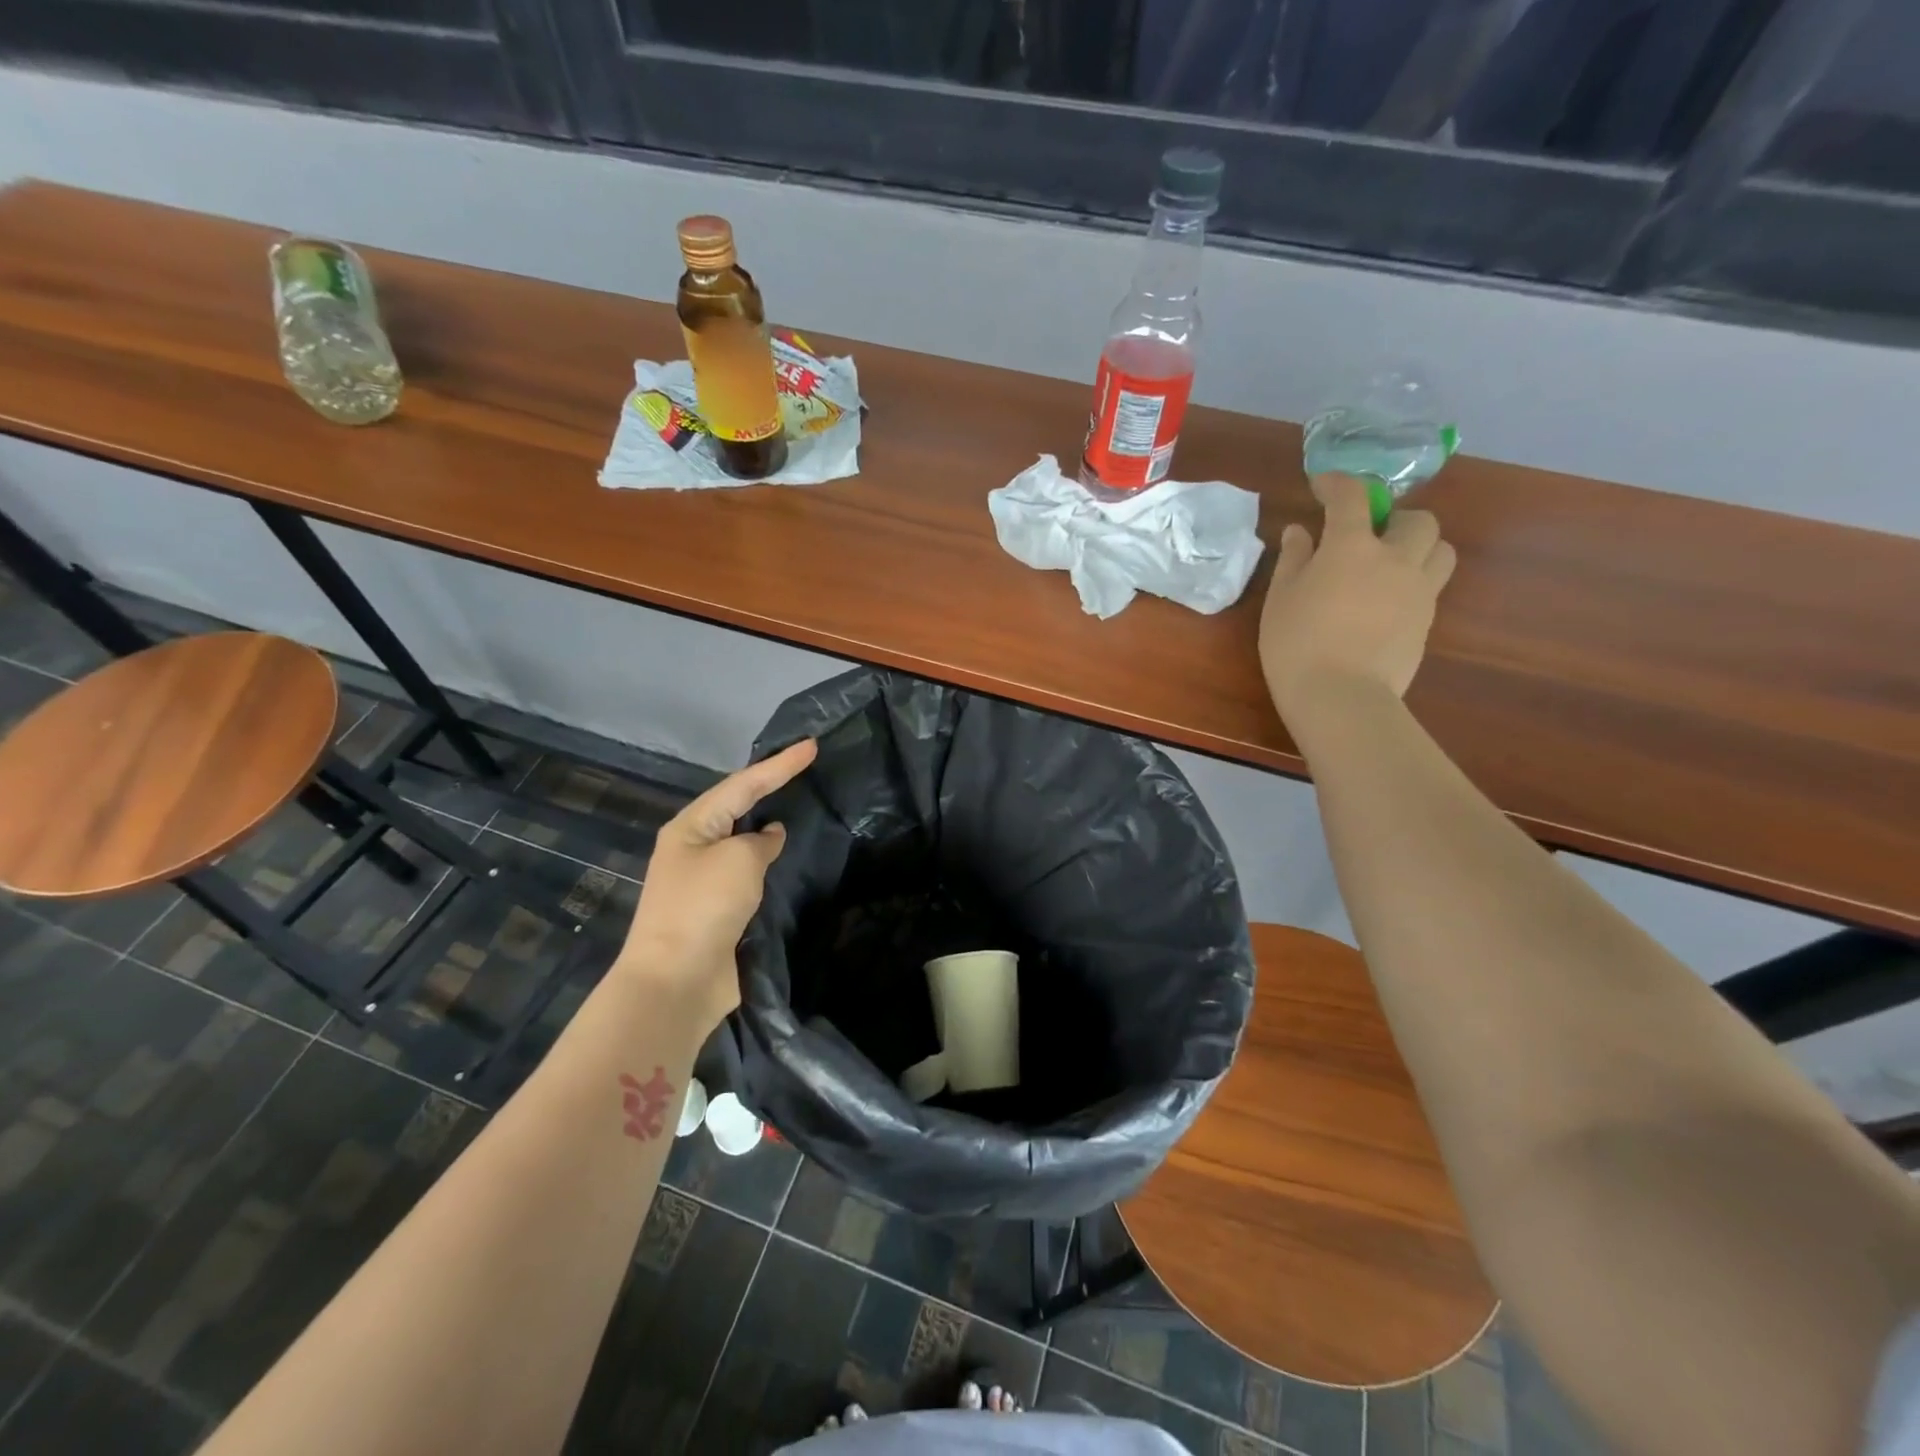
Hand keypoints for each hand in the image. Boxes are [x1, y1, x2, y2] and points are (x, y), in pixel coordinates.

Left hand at [617, 738, 817, 1031]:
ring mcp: (706, 879)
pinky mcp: (719, 908)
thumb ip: (760, 841)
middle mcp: (696, 846)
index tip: (812, 746)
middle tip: (806, 768)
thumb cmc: (704, 907)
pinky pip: (750, 873)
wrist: (677, 981)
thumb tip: (769, 836)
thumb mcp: (739, 860)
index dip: (780, 765)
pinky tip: (791, 856)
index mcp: (692, 826)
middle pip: (739, 806)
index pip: (743, 784)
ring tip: (803, 804)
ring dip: (770, 824)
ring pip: (745, 840)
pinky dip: (771, 861)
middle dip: (771, 786)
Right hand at [1260, 474, 1456, 728]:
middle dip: (1393, 518)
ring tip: (1390, 564)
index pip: (1352, 497)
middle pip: (1417, 519)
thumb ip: (1294, 558)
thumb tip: (1301, 531)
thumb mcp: (1281, 598)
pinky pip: (1432, 585)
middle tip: (1367, 536)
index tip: (1322, 486)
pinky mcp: (1427, 621)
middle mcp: (1396, 558)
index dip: (1337, 484)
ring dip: (1419, 546)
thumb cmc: (1296, 643)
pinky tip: (1386, 602)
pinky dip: (1414, 581)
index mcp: (1352, 546)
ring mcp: (1419, 590)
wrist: (1340, 696)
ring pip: (1440, 549)